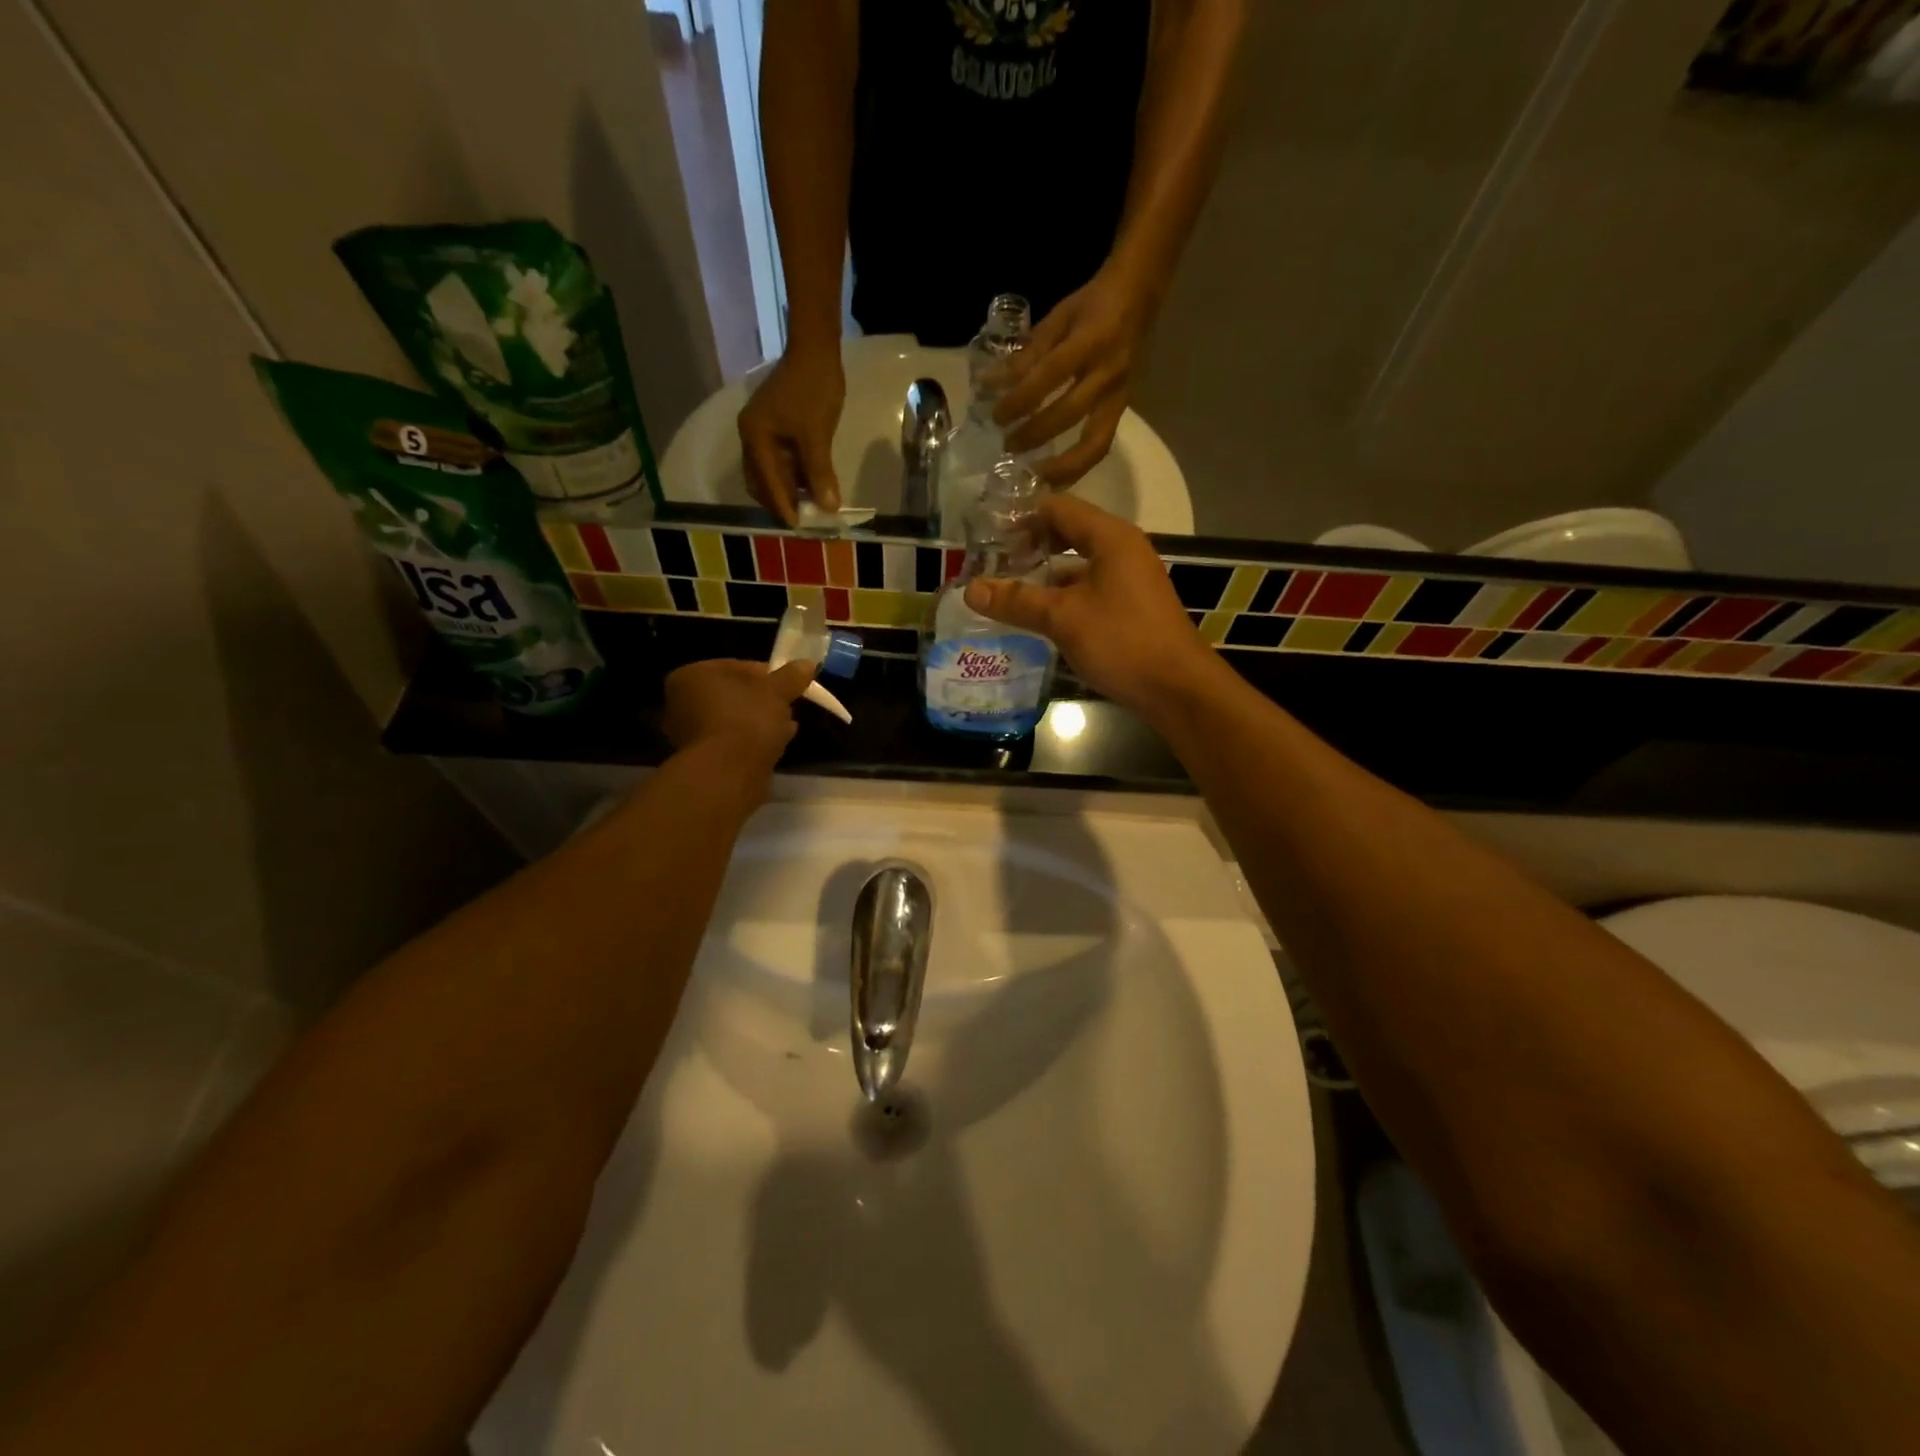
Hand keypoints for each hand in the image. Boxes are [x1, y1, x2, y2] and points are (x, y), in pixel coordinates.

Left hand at [663, 659, 816, 772]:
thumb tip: (807, 664)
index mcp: (691, 675)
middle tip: (788, 707)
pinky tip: (774, 746)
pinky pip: (732, 742)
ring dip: (759, 722)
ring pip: (733, 720)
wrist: (728, 772)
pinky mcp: (701, 759)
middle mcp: (680, 702)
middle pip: (733, 695)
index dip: (768, 675)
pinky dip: (751, 742)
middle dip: (762, 701)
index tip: (789, 686)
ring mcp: (688, 734)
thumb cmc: (747, 719)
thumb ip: (791, 676)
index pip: (736, 666)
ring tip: (787, 728)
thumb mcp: (777, 691)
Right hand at [737, 343, 844, 524]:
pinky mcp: (776, 429)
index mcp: (755, 437)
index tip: (799, 527)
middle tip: (805, 519)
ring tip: (811, 507)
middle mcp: (752, 437)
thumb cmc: (814, 389)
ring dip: (789, 490)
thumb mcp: (817, 435)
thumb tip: (829, 508)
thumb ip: (820, 473)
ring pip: (771, 474)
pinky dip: (794, 476)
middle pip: (762, 482)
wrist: (816, 350)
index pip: (767, 482)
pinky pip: (781, 462)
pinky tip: (812, 487)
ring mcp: (762, 433)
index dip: (784, 506)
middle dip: (781, 502)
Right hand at [962, 494, 1215, 713]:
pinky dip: (1063, 597)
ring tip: (1007, 591)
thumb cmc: (1122, 641)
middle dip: (1030, 547)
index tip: (986, 537)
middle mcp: (1123, 549)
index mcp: (1111, 537)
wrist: (1178, 689)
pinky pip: (1089, 589)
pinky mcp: (1131, 607)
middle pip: (1069, 533)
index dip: (1021, 518)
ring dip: (1044, 575)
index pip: (1058, 508)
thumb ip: (1017, 601)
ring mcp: (1130, 579)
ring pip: (1078, 566)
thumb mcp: (1063, 618)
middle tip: (991, 564)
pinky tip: (1038, 617)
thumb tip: (970, 589)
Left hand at [993, 267, 1153, 486]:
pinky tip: (1054, 479)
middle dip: (1035, 434)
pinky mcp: (1122, 412)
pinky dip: (1077, 467)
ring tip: (1034, 478)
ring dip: (1062, 467)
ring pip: (1094, 444)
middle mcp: (1107, 373)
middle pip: (1070, 414)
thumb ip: (1028, 353)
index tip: (996, 416)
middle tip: (1008, 447)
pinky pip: (1100, 447)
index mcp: (1090, 341)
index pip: (1050, 376)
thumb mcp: (1058, 318)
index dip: (1021, 399)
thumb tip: (991, 384)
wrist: (1139, 297)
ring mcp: (1119, 396)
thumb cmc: (1092, 305)